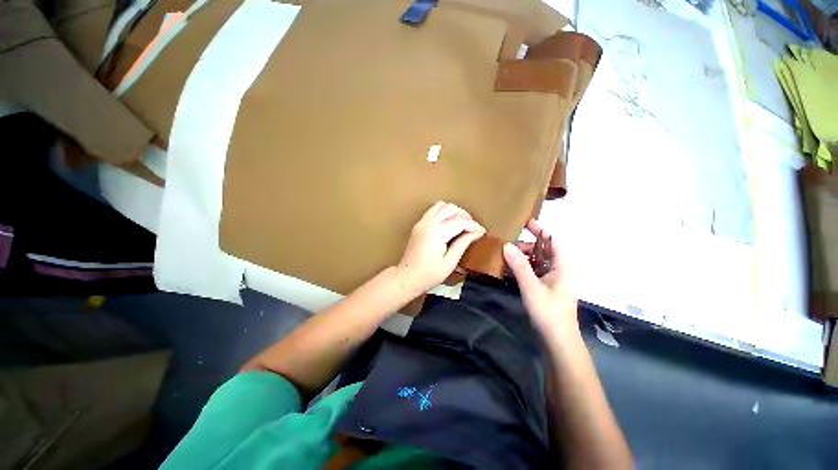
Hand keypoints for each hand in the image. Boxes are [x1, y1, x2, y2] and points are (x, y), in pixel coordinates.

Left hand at [396, 201, 485, 295]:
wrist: (407, 277)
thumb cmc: (428, 274)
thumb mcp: (449, 262)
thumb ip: (463, 244)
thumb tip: (476, 232)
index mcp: (437, 233)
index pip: (460, 222)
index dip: (473, 225)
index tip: (482, 231)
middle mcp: (428, 223)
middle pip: (450, 208)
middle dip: (465, 215)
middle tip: (473, 227)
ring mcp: (421, 222)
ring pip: (441, 205)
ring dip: (454, 211)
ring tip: (462, 224)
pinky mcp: (418, 225)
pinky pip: (433, 211)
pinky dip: (444, 213)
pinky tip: (449, 224)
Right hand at [503, 219, 578, 334]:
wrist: (558, 339)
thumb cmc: (548, 311)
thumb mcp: (531, 287)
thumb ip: (519, 265)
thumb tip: (507, 245)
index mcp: (562, 265)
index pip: (553, 240)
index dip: (541, 229)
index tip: (525, 222)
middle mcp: (559, 269)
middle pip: (544, 249)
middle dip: (527, 245)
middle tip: (507, 244)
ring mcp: (553, 278)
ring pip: (538, 260)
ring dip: (523, 256)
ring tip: (505, 255)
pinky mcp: (547, 286)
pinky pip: (534, 270)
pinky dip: (523, 267)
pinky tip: (510, 268)